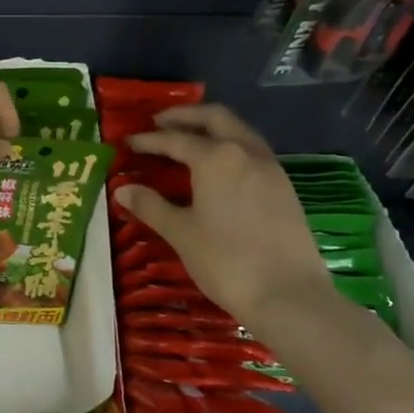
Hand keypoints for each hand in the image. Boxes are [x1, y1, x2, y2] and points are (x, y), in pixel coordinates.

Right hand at [115, 105, 339, 320]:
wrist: (290, 296)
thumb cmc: (226, 261)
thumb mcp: (181, 233)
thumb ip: (151, 206)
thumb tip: (123, 190)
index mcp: (216, 157)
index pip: (175, 139)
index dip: (149, 140)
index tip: (129, 141)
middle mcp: (246, 152)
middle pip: (215, 118)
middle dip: (186, 116)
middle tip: (160, 122)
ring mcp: (271, 169)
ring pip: (239, 131)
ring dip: (212, 128)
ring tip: (189, 139)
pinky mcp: (285, 188)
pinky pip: (253, 152)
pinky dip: (231, 147)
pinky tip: (220, 168)